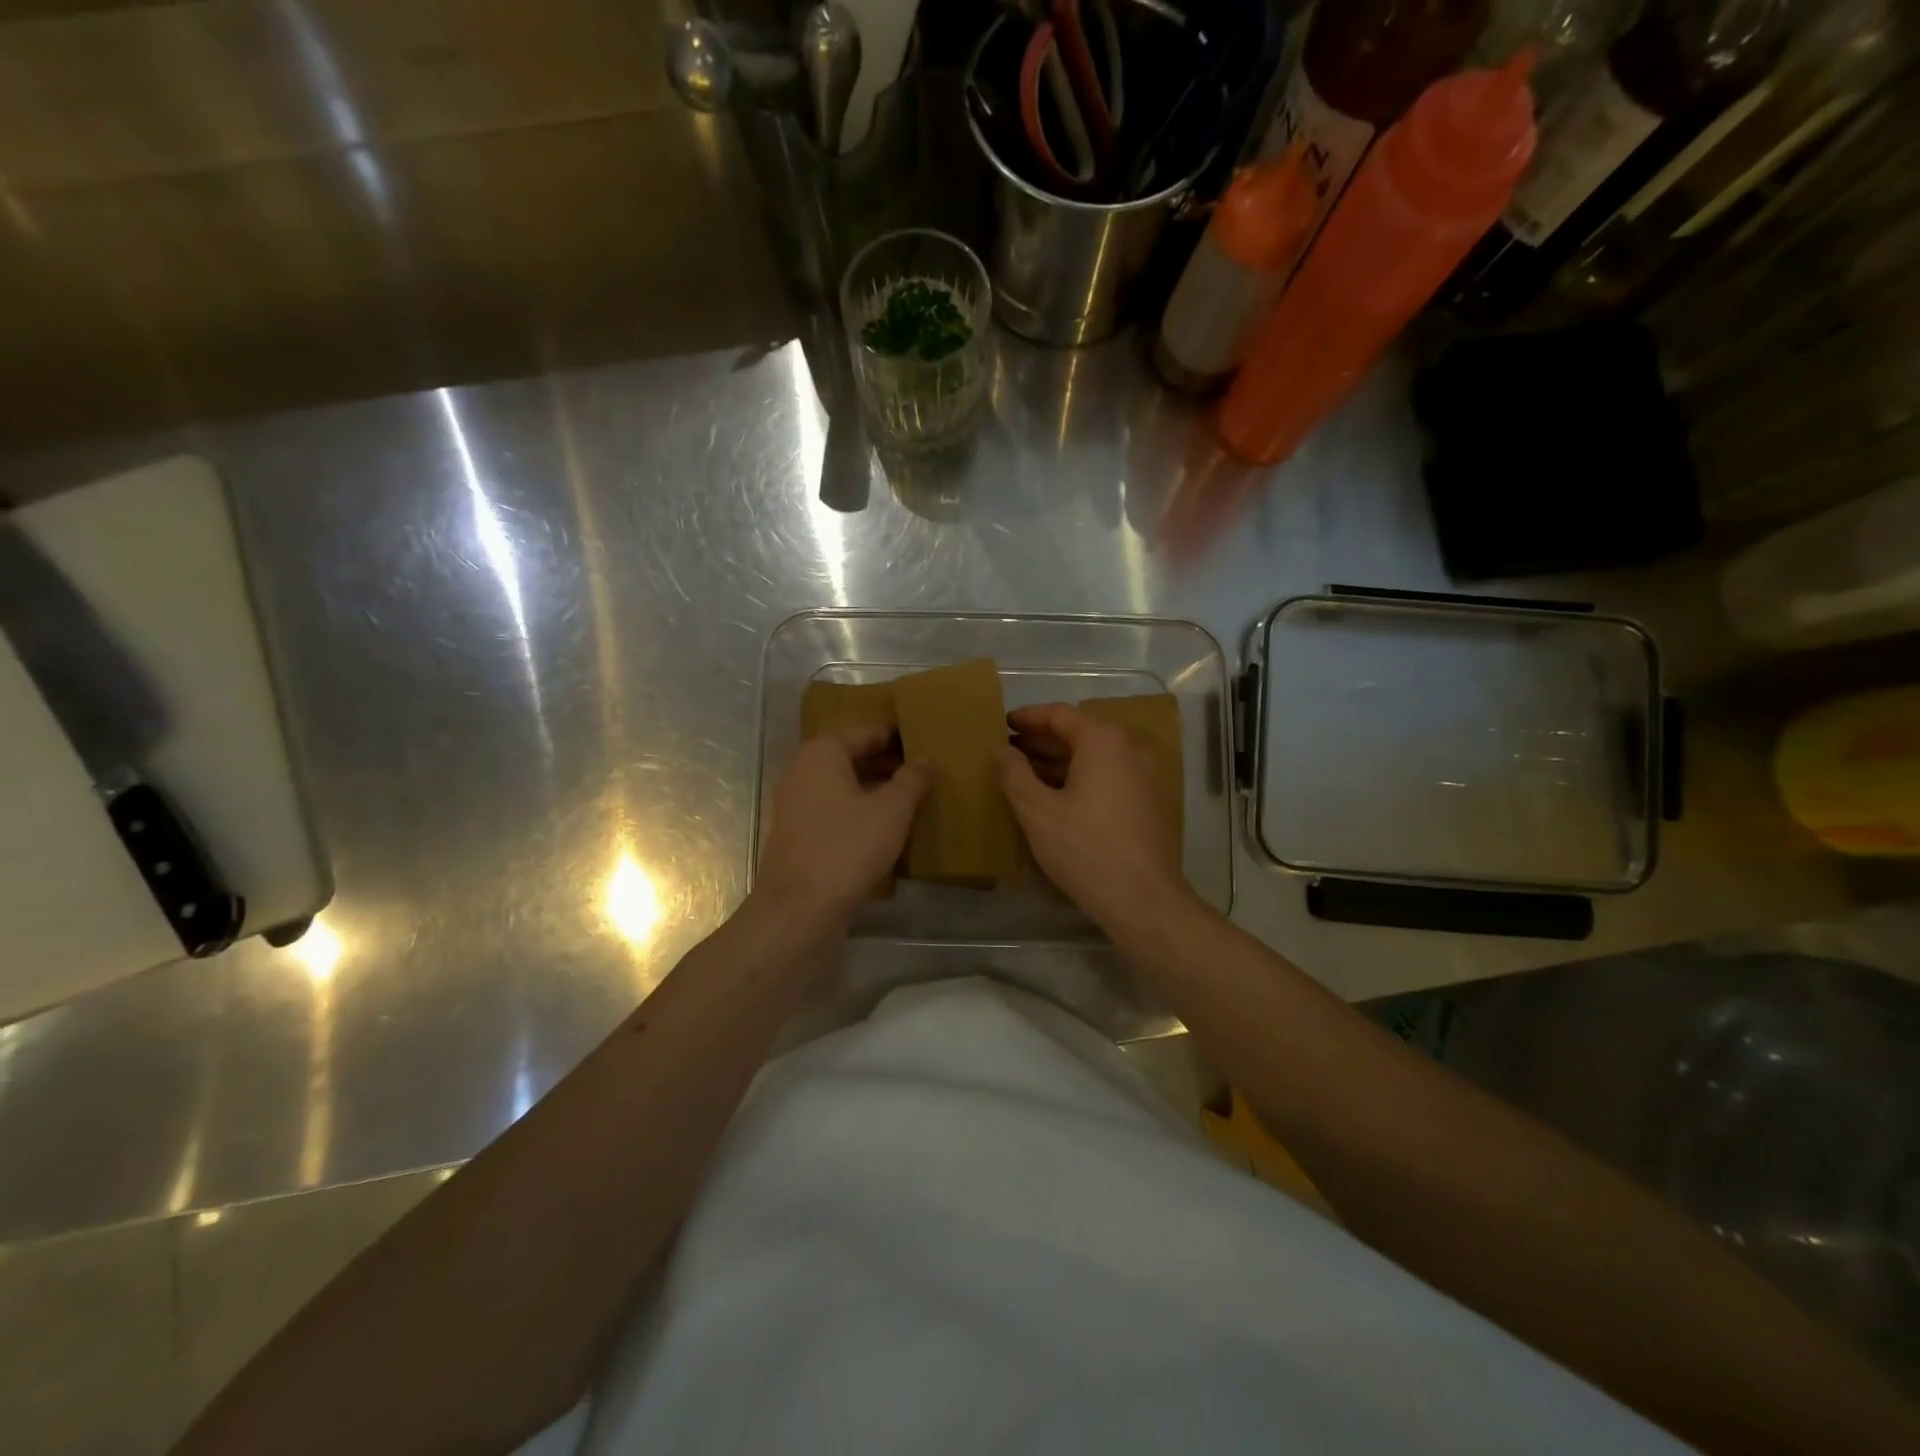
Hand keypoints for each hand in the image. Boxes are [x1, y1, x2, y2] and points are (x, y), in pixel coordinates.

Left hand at [756, 725, 926, 922]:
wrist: (799, 909)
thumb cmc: (847, 847)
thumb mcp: (892, 810)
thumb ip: (911, 780)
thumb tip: (925, 760)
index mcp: (822, 753)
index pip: (867, 733)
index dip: (898, 737)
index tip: (926, 741)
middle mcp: (802, 772)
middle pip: (853, 759)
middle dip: (888, 765)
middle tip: (926, 773)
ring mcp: (796, 806)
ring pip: (844, 789)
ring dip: (875, 792)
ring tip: (913, 800)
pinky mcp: (798, 837)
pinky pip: (835, 814)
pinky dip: (860, 815)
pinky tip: (887, 830)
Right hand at [998, 703, 1189, 932]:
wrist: (1144, 899)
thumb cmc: (1085, 849)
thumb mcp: (1037, 811)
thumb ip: (1014, 774)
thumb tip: (1001, 750)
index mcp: (1103, 741)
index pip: (1059, 715)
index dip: (1028, 718)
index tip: (1002, 724)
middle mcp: (1130, 749)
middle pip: (1079, 733)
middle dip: (1042, 741)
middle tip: (1009, 751)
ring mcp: (1144, 775)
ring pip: (1094, 757)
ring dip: (1059, 761)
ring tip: (1025, 774)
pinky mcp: (1149, 801)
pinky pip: (1108, 776)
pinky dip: (1080, 778)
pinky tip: (1056, 798)